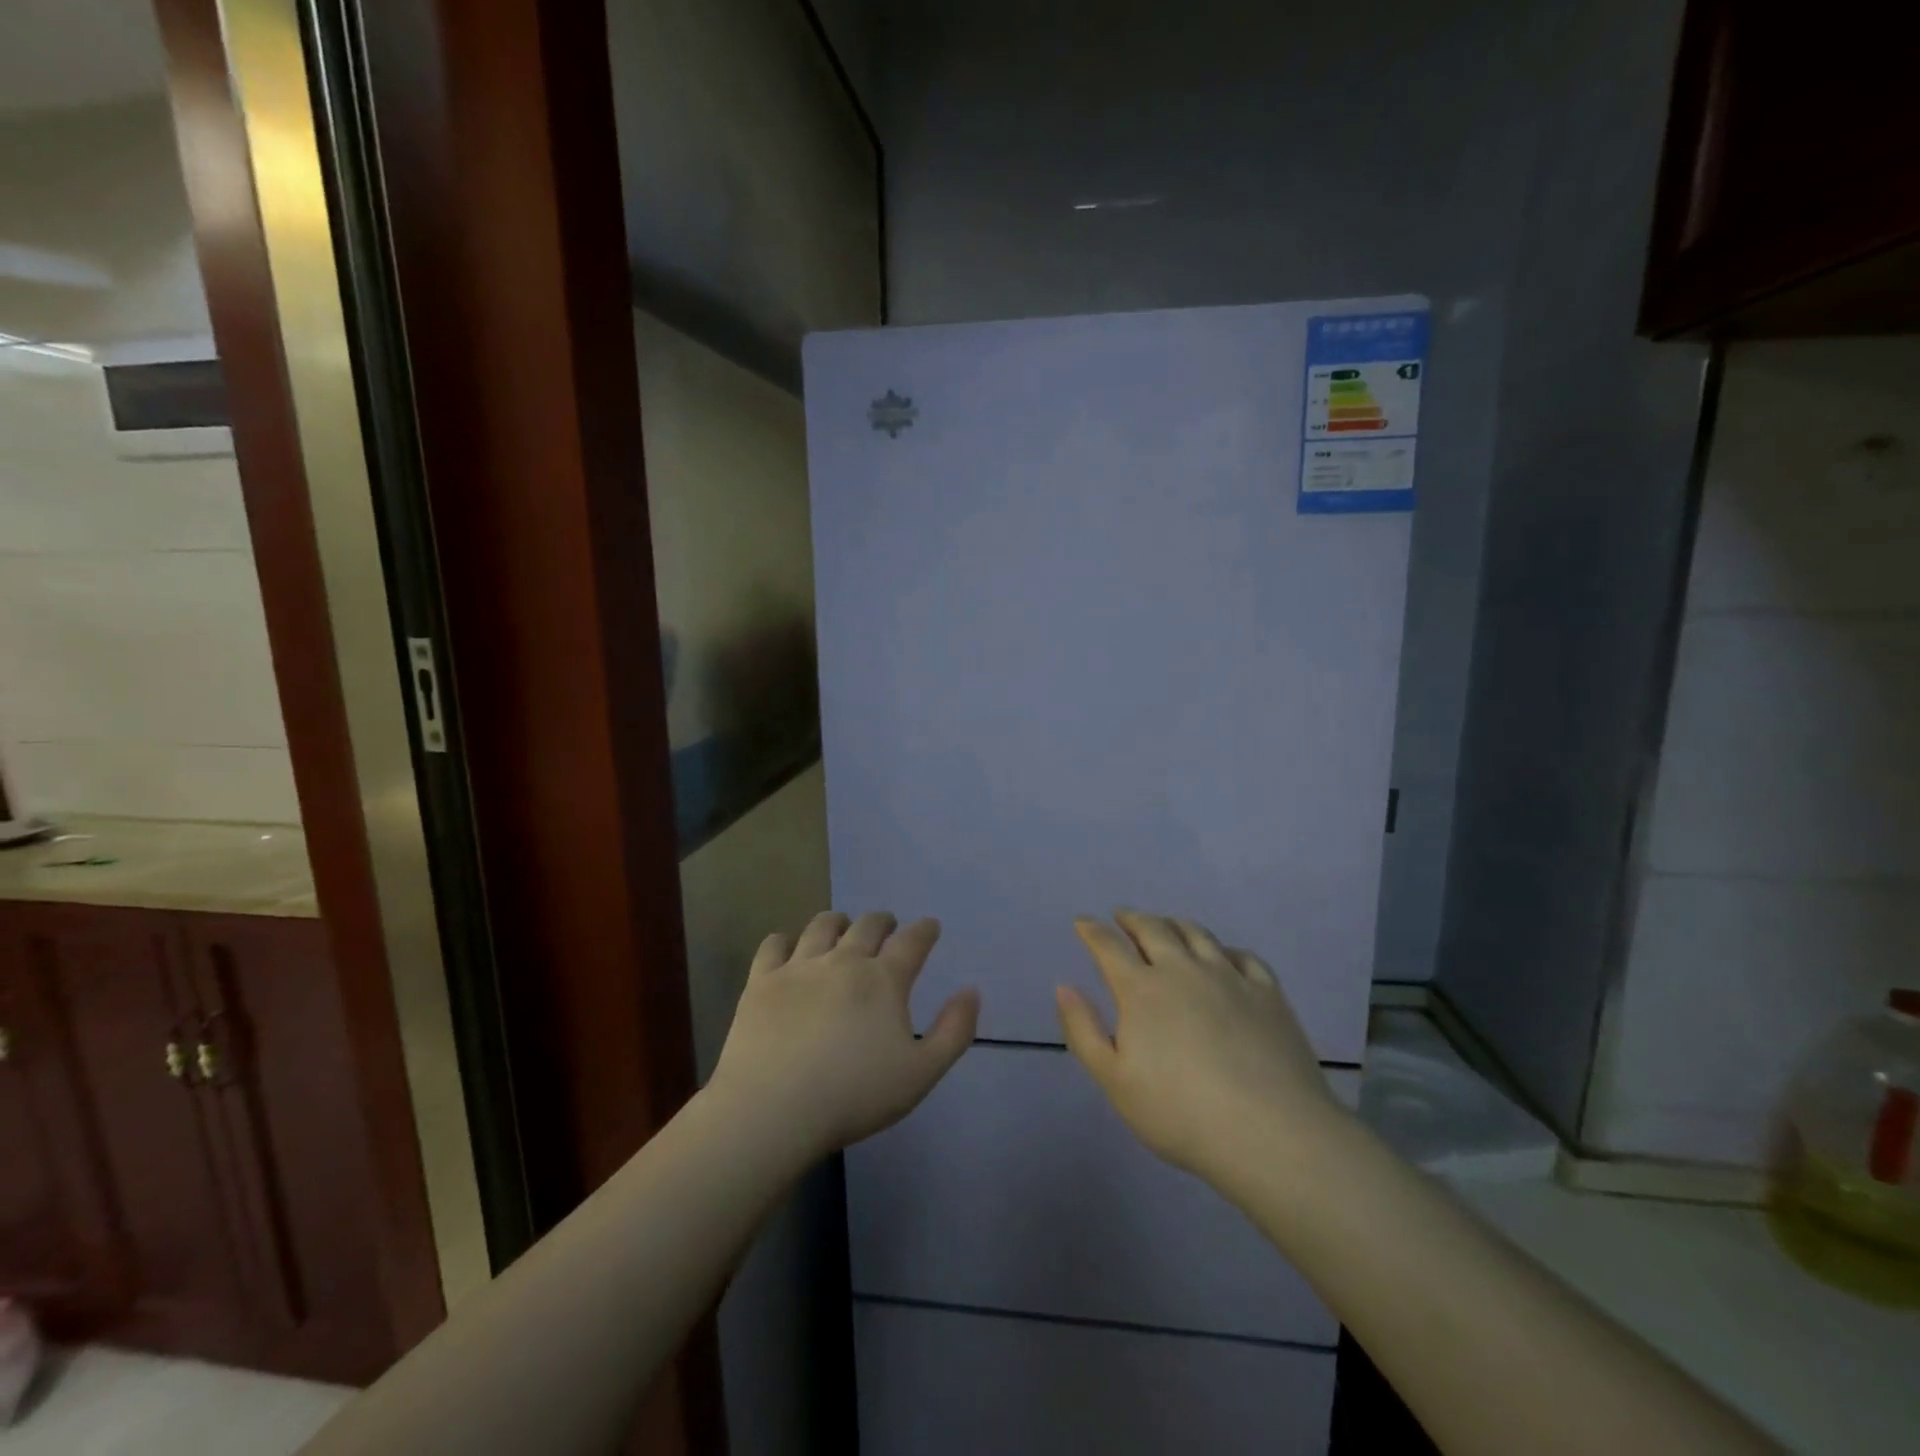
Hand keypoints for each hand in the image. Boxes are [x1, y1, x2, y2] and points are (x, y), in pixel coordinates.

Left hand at [708, 911, 979, 1158]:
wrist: (773, 1109)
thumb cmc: (853, 1096)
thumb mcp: (921, 1074)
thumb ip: (953, 1031)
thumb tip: (972, 991)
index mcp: (884, 980)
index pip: (912, 941)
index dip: (925, 929)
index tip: (930, 926)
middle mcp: (843, 961)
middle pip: (867, 925)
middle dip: (882, 921)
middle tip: (887, 926)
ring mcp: (799, 967)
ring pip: (822, 926)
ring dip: (838, 922)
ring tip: (841, 927)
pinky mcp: (761, 981)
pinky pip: (774, 945)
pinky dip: (785, 940)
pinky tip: (788, 947)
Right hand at [1057, 910, 1346, 1184]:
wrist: (1269, 1132)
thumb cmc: (1180, 1113)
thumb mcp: (1115, 1081)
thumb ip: (1084, 1031)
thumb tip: (1064, 986)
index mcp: (1141, 989)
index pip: (1108, 946)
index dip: (1091, 931)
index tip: (1082, 922)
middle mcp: (1182, 969)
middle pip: (1153, 929)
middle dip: (1132, 918)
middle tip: (1122, 916)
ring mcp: (1228, 976)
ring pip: (1196, 934)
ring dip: (1174, 924)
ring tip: (1166, 925)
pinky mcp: (1267, 992)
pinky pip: (1242, 955)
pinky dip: (1224, 949)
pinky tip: (1223, 956)